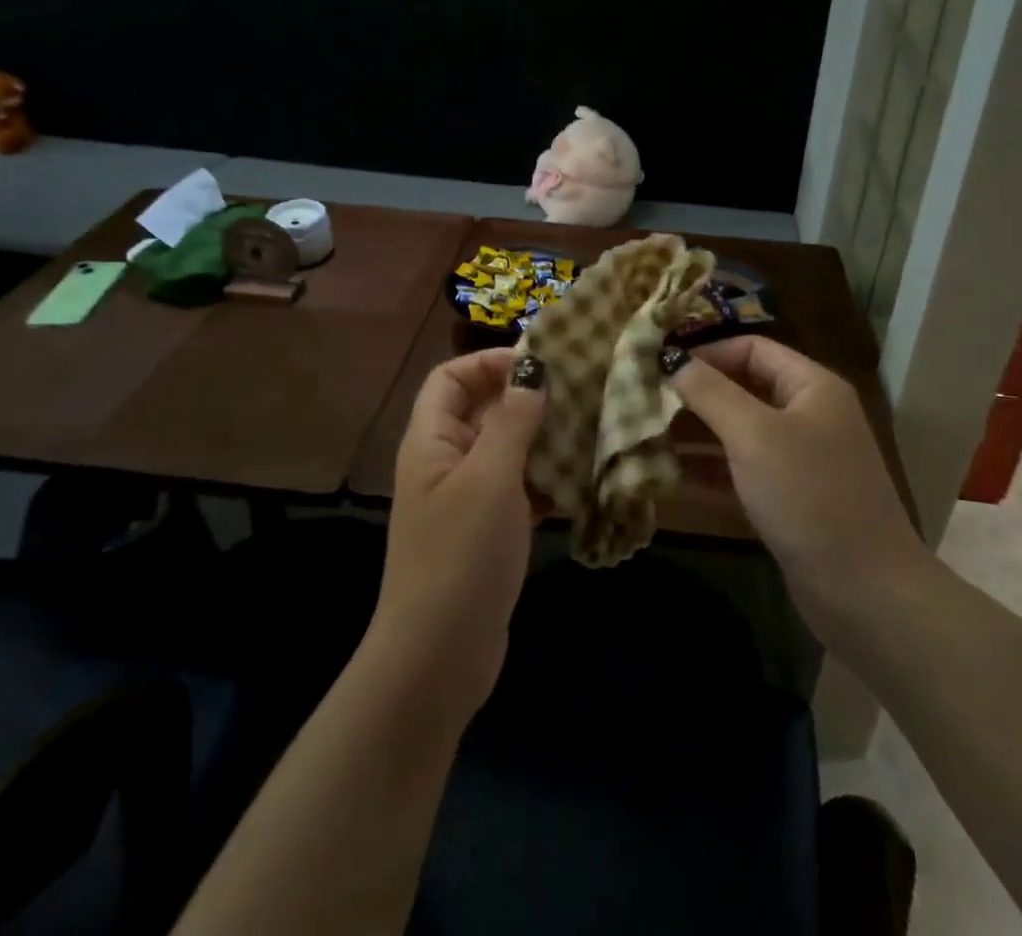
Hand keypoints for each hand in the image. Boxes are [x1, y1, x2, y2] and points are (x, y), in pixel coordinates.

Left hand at [368, 348, 546, 721]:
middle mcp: (446, 462)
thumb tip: (532, 369)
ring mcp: (468, 499)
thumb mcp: (489, 478)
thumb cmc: (460, 556)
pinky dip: (547, 478)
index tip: (540, 364)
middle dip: (526, 397)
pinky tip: (583, 478)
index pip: (450, 377)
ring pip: (507, 449)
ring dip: (543, 437)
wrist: (438, 659)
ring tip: (591, 427)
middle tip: (579, 391)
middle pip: (483, 409)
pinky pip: (520, 488)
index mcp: (431, 440)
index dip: (489, 362)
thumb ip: (512, 420)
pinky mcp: (490, 531)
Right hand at [668, 338, 925, 633]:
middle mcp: (808, 415)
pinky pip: (741, 473)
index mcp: (811, 386)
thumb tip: (673, 360)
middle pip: (742, 390)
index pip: (751, 349)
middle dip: (694, 397)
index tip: (660, 368)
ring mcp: (800, 460)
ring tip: (646, 440)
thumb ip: (710, 393)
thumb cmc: (809, 496)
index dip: (706, 354)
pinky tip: (667, 479)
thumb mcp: (754, 435)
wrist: (865, 593)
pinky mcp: (789, 500)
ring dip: (695, 436)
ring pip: (738, 434)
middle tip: (645, 406)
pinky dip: (708, 473)